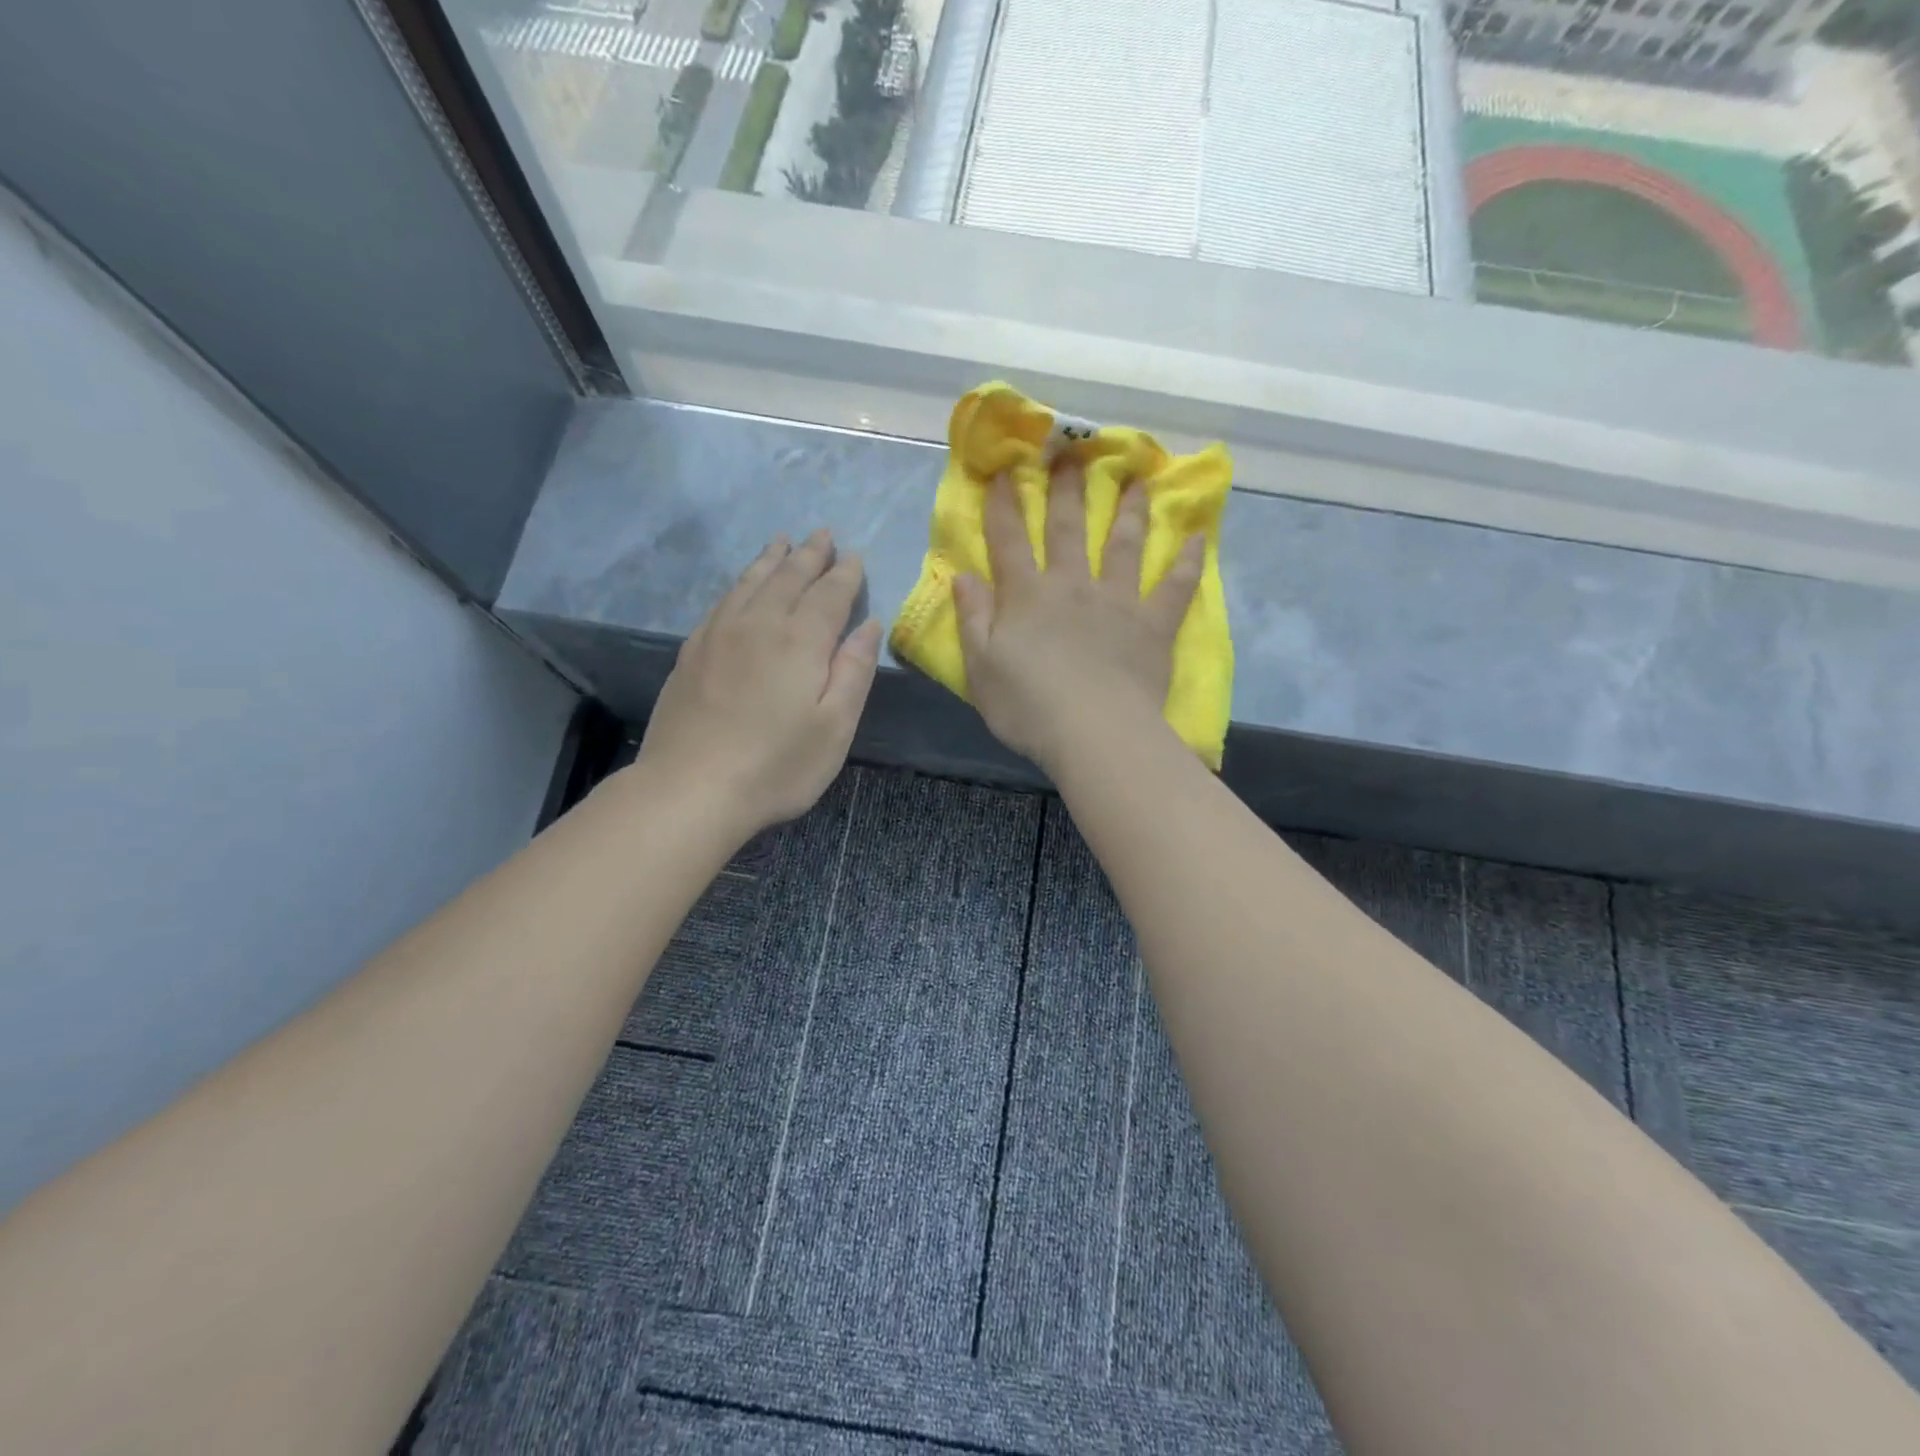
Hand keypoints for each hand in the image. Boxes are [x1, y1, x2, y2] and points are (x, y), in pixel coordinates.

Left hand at [635, 529, 880, 837]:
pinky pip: (722, 601)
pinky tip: (742, 586)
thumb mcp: (834, 727)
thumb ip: (854, 671)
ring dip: (771, 560)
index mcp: (800, 640)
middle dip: (809, 555)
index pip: (829, 594)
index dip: (845, 575)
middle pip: (788, 578)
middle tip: (822, 534)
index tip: (855, 557)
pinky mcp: (692, 652)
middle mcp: (759, 624)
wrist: (690, 789)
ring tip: (782, 542)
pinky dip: (739, 583)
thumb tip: (869, 625)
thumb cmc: (776, 765)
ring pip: (750, 582)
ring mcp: (719, 635)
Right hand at [953, 467, 1202, 773]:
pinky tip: (1198, 537)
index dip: (1005, 504)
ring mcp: (1118, 601)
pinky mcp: (1153, 624)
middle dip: (1067, 489)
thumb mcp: (981, 668)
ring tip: (1137, 479)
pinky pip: (1174, 586)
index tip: (1006, 470)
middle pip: (1068, 528)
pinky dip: (1187, 561)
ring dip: (1129, 509)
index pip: (1009, 540)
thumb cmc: (1028, 707)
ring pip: (1123, 544)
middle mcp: (1072, 585)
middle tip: (1073, 453)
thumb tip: (962, 576)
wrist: (1094, 733)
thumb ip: (972, 619)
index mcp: (1026, 596)